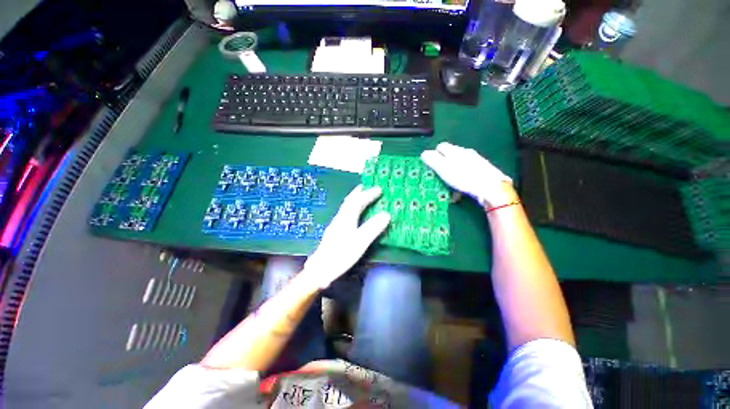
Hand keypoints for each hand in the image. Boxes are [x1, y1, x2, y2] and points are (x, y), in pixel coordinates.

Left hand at [302, 185, 390, 288]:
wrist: (320, 270)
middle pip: (349, 201)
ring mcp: (336, 225)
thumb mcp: (360, 242)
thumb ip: (372, 228)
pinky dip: (352, 209)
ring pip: (346, 208)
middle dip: (359, 193)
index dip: (368, 194)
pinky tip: (354, 215)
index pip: (357, 201)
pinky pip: (345, 214)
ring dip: (355, 200)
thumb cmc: (341, 255)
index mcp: (346, 218)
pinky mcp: (335, 232)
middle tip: (367, 187)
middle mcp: (340, 218)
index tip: (379, 189)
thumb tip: (386, 214)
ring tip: (362, 198)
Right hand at [421, 142, 512, 206]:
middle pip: (450, 155)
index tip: (431, 166)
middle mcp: (466, 153)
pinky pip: (468, 172)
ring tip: (450, 185)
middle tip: (440, 177)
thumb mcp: (444, 169)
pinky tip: (462, 188)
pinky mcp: (483, 170)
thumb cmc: (464, 178)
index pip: (441, 146)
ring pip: (459, 164)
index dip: (434, 155)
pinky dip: (462, 178)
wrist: (492, 188)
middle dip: (443, 165)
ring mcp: (476, 160)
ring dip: (453, 173)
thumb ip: (433, 160)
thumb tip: (424, 153)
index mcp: (455, 151)